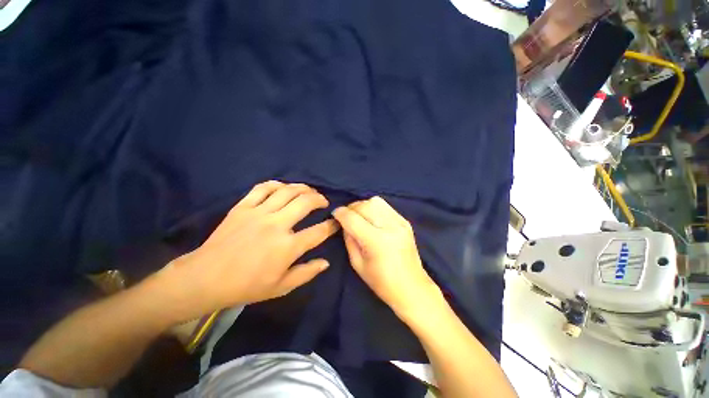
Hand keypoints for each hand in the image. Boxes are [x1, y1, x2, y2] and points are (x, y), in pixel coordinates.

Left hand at [158, 181, 338, 321]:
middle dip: (320, 199)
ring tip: (309, 192)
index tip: (335, 223)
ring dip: (303, 188)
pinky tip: (283, 187)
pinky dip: (277, 184)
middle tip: (324, 202)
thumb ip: (306, 273)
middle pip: (306, 202)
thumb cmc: (246, 286)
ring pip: (287, 191)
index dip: (331, 226)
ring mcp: (259, 213)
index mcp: (287, 247)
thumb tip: (326, 262)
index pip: (318, 231)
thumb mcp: (281, 287)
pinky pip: (263, 188)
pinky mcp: (243, 207)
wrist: (205, 279)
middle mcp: (276, 225)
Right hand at [332, 197, 441, 321]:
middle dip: (351, 208)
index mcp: (376, 241)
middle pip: (364, 205)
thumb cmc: (381, 282)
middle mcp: (390, 227)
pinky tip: (373, 219)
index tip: (335, 213)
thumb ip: (348, 239)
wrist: (412, 287)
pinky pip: (385, 206)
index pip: (353, 218)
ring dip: (363, 206)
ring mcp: (400, 222)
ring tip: (359, 216)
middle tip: (347, 217)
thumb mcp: (357, 264)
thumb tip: (344, 222)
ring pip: (375, 201)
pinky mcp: (405, 221)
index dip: (340, 213)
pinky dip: (375, 208)